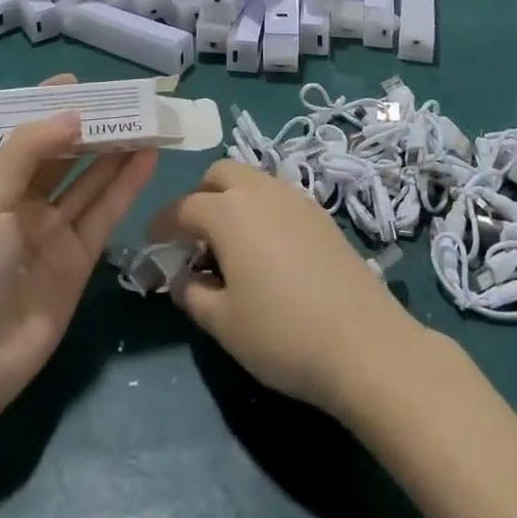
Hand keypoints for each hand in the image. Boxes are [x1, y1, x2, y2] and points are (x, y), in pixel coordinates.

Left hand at [0, 76, 156, 420]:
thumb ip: (28, 150)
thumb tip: (74, 114)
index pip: (16, 134)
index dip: (42, 108)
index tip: (74, 82)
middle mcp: (19, 203)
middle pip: (60, 155)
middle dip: (88, 127)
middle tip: (123, 97)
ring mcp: (50, 231)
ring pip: (88, 180)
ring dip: (114, 150)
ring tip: (145, 119)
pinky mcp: (77, 259)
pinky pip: (104, 212)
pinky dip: (126, 184)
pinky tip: (148, 156)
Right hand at [149, 160, 428, 417]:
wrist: (363, 342)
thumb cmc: (282, 334)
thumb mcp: (223, 323)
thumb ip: (193, 294)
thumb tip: (182, 277)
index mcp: (228, 212)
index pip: (183, 207)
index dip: (162, 223)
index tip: (152, 242)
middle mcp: (260, 191)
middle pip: (219, 175)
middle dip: (200, 197)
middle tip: (194, 237)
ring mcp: (294, 197)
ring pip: (251, 180)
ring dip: (232, 199)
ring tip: (230, 243)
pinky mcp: (320, 213)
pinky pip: (277, 196)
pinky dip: (260, 209)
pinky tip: (266, 249)